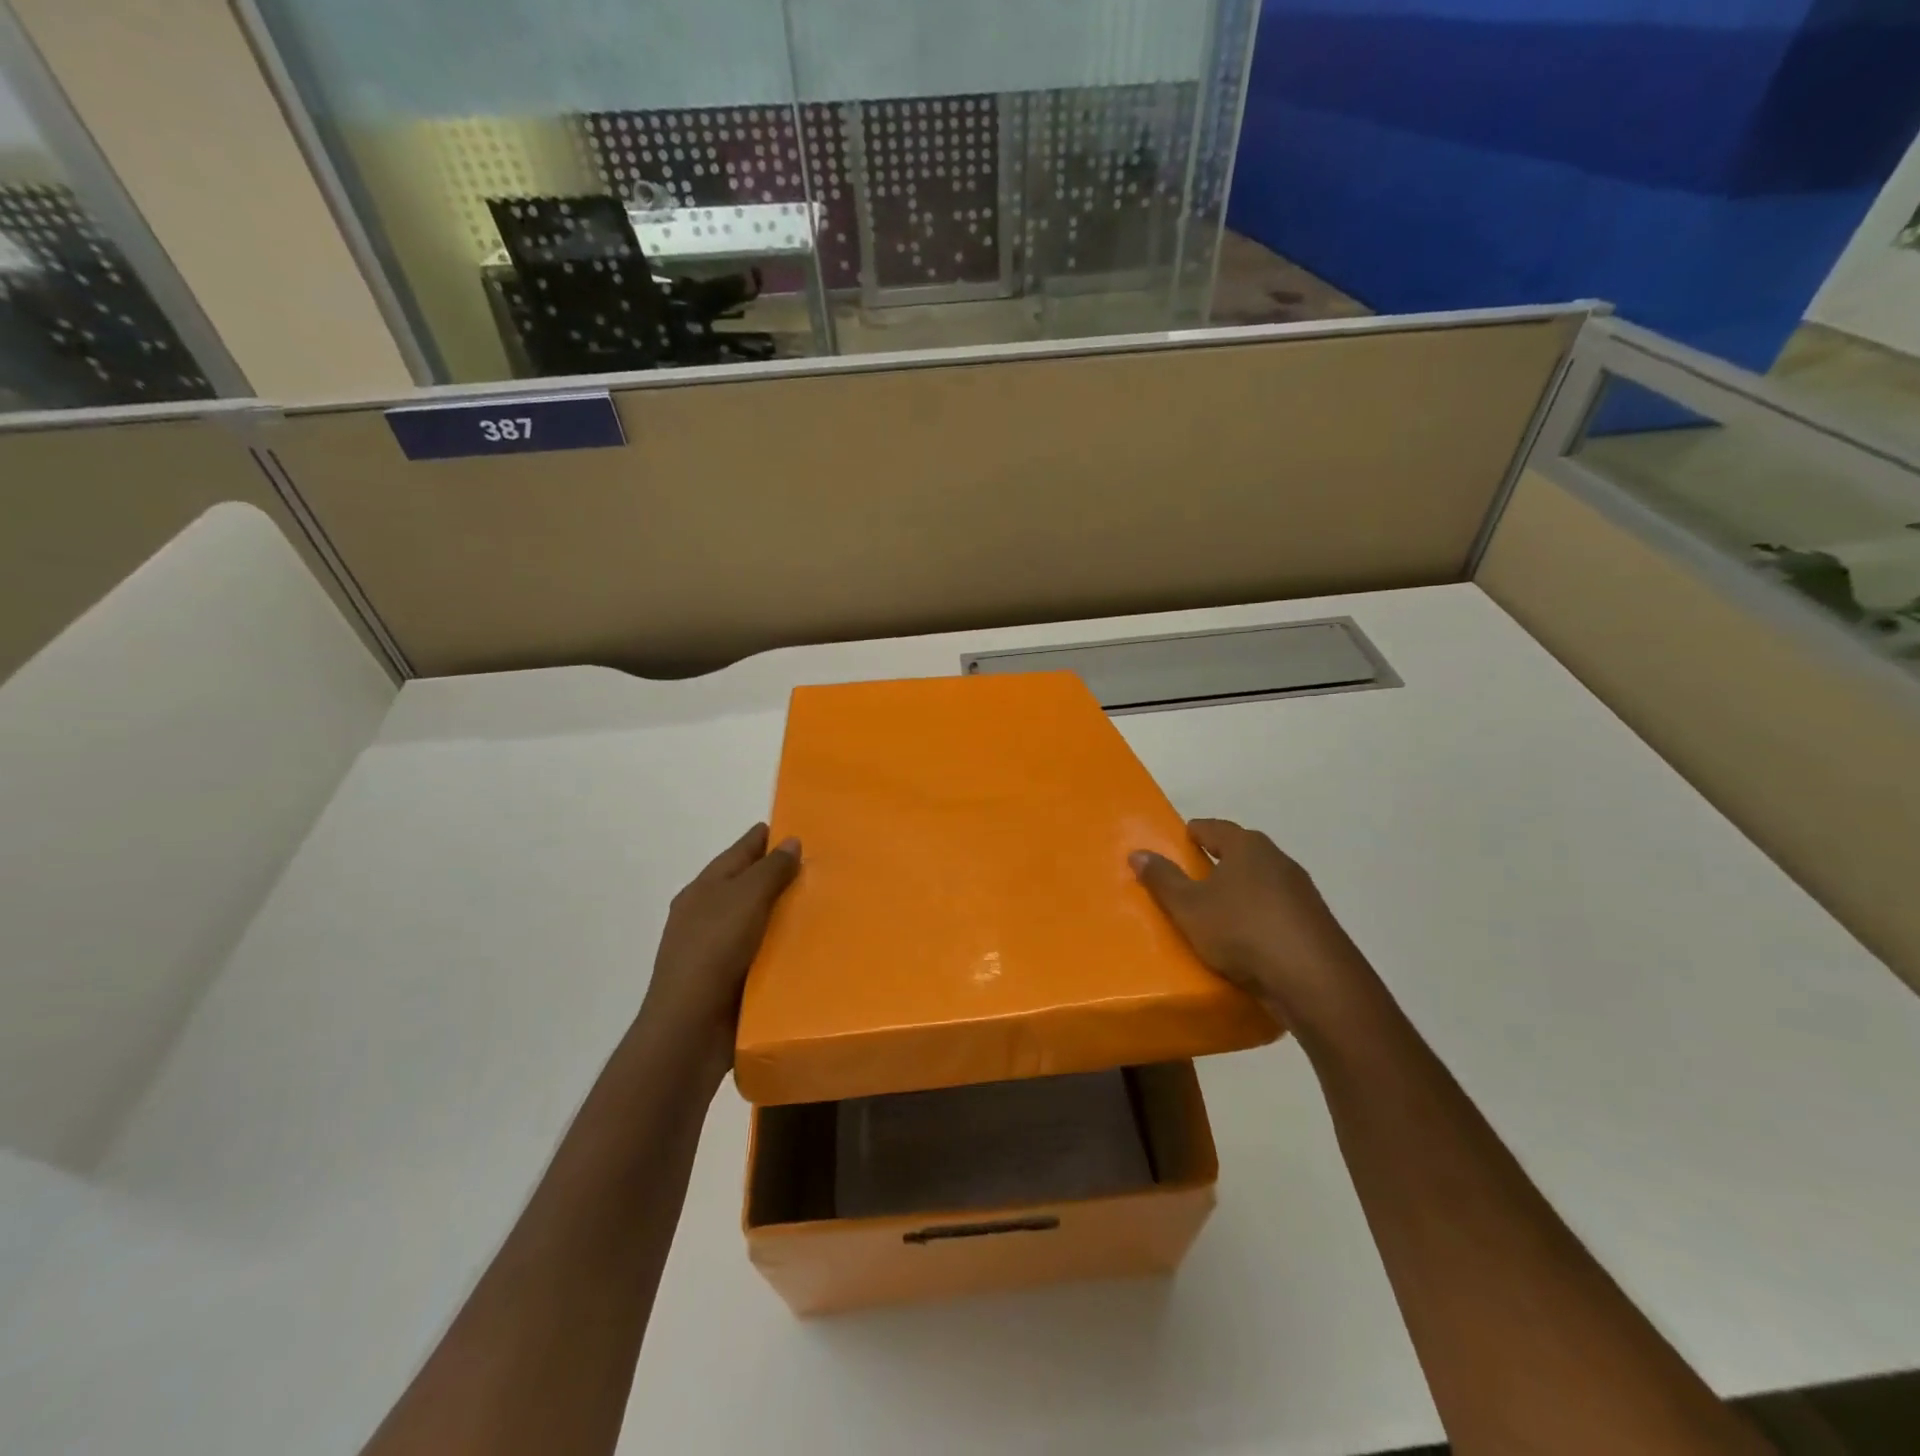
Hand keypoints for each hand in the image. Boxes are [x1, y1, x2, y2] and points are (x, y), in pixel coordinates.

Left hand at [639, 824, 799, 1065]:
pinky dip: (781, 946)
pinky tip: (807, 947)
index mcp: (704, 889)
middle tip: (822, 868)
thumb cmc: (714, 952)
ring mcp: (715, 950)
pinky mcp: (728, 981)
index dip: (765, 838)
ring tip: (824, 905)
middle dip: (779, 875)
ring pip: (755, 921)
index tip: (797, 828)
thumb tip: (791, 842)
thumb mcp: (745, 899)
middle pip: (747, 885)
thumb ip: (770, 870)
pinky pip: (761, 953)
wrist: (690, 1028)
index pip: (739, 851)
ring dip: (782, 914)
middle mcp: (705, 915)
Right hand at [1131, 818, 1378, 1037]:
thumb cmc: (1242, 930)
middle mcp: (1278, 860)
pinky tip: (1248, 940)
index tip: (1178, 843)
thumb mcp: (1188, 907)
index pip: (1213, 828)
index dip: (1193, 833)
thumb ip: (1162, 879)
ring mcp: (1302, 892)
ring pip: (1262, 882)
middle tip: (1192, 879)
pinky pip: (1277, 911)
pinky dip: (1260, 917)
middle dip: (1218, 862)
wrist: (1314, 980)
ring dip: (1241, 892)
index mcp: (1247, 846)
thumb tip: (1137, 852)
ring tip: (1217, 913)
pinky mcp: (1315, 923)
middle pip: (1241, 852)